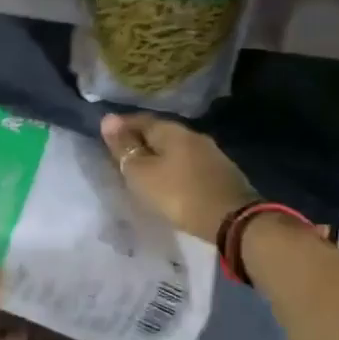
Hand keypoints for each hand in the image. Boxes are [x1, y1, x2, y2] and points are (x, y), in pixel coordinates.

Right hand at [100, 112, 257, 241]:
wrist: (232, 220)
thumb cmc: (178, 194)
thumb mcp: (142, 173)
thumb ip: (124, 148)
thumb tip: (108, 120)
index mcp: (172, 131)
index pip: (140, 120)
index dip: (121, 127)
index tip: (106, 138)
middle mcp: (193, 135)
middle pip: (160, 133)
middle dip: (141, 141)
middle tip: (122, 156)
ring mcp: (210, 153)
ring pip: (176, 149)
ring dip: (159, 157)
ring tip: (144, 171)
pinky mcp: (221, 173)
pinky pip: (189, 164)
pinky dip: (174, 169)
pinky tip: (170, 181)